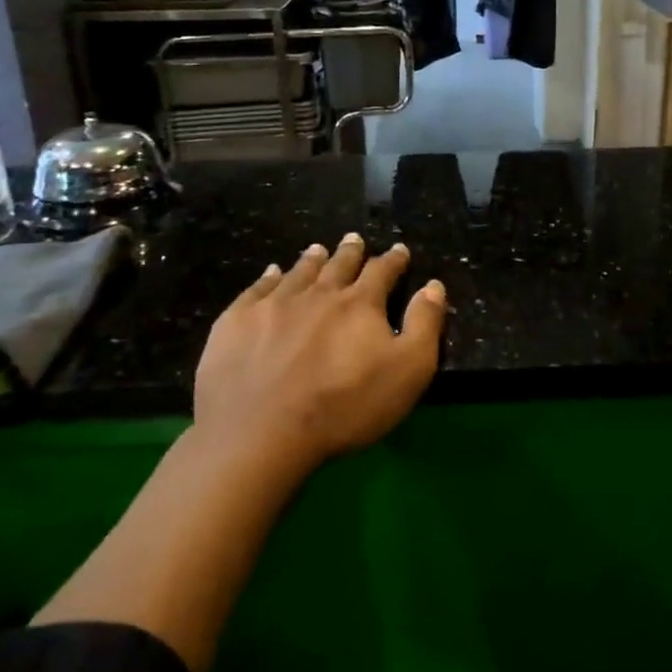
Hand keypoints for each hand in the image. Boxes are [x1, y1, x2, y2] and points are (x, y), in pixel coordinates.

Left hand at [193, 235, 445, 468]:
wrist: (261, 432)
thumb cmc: (345, 406)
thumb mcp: (408, 371)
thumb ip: (425, 325)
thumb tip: (434, 285)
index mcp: (360, 304)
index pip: (382, 272)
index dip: (393, 260)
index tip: (399, 251)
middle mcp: (318, 293)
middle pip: (338, 265)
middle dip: (350, 251)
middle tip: (354, 239)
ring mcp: (274, 304)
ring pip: (299, 272)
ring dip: (312, 259)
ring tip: (318, 248)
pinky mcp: (237, 321)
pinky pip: (257, 288)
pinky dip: (268, 277)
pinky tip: (271, 273)